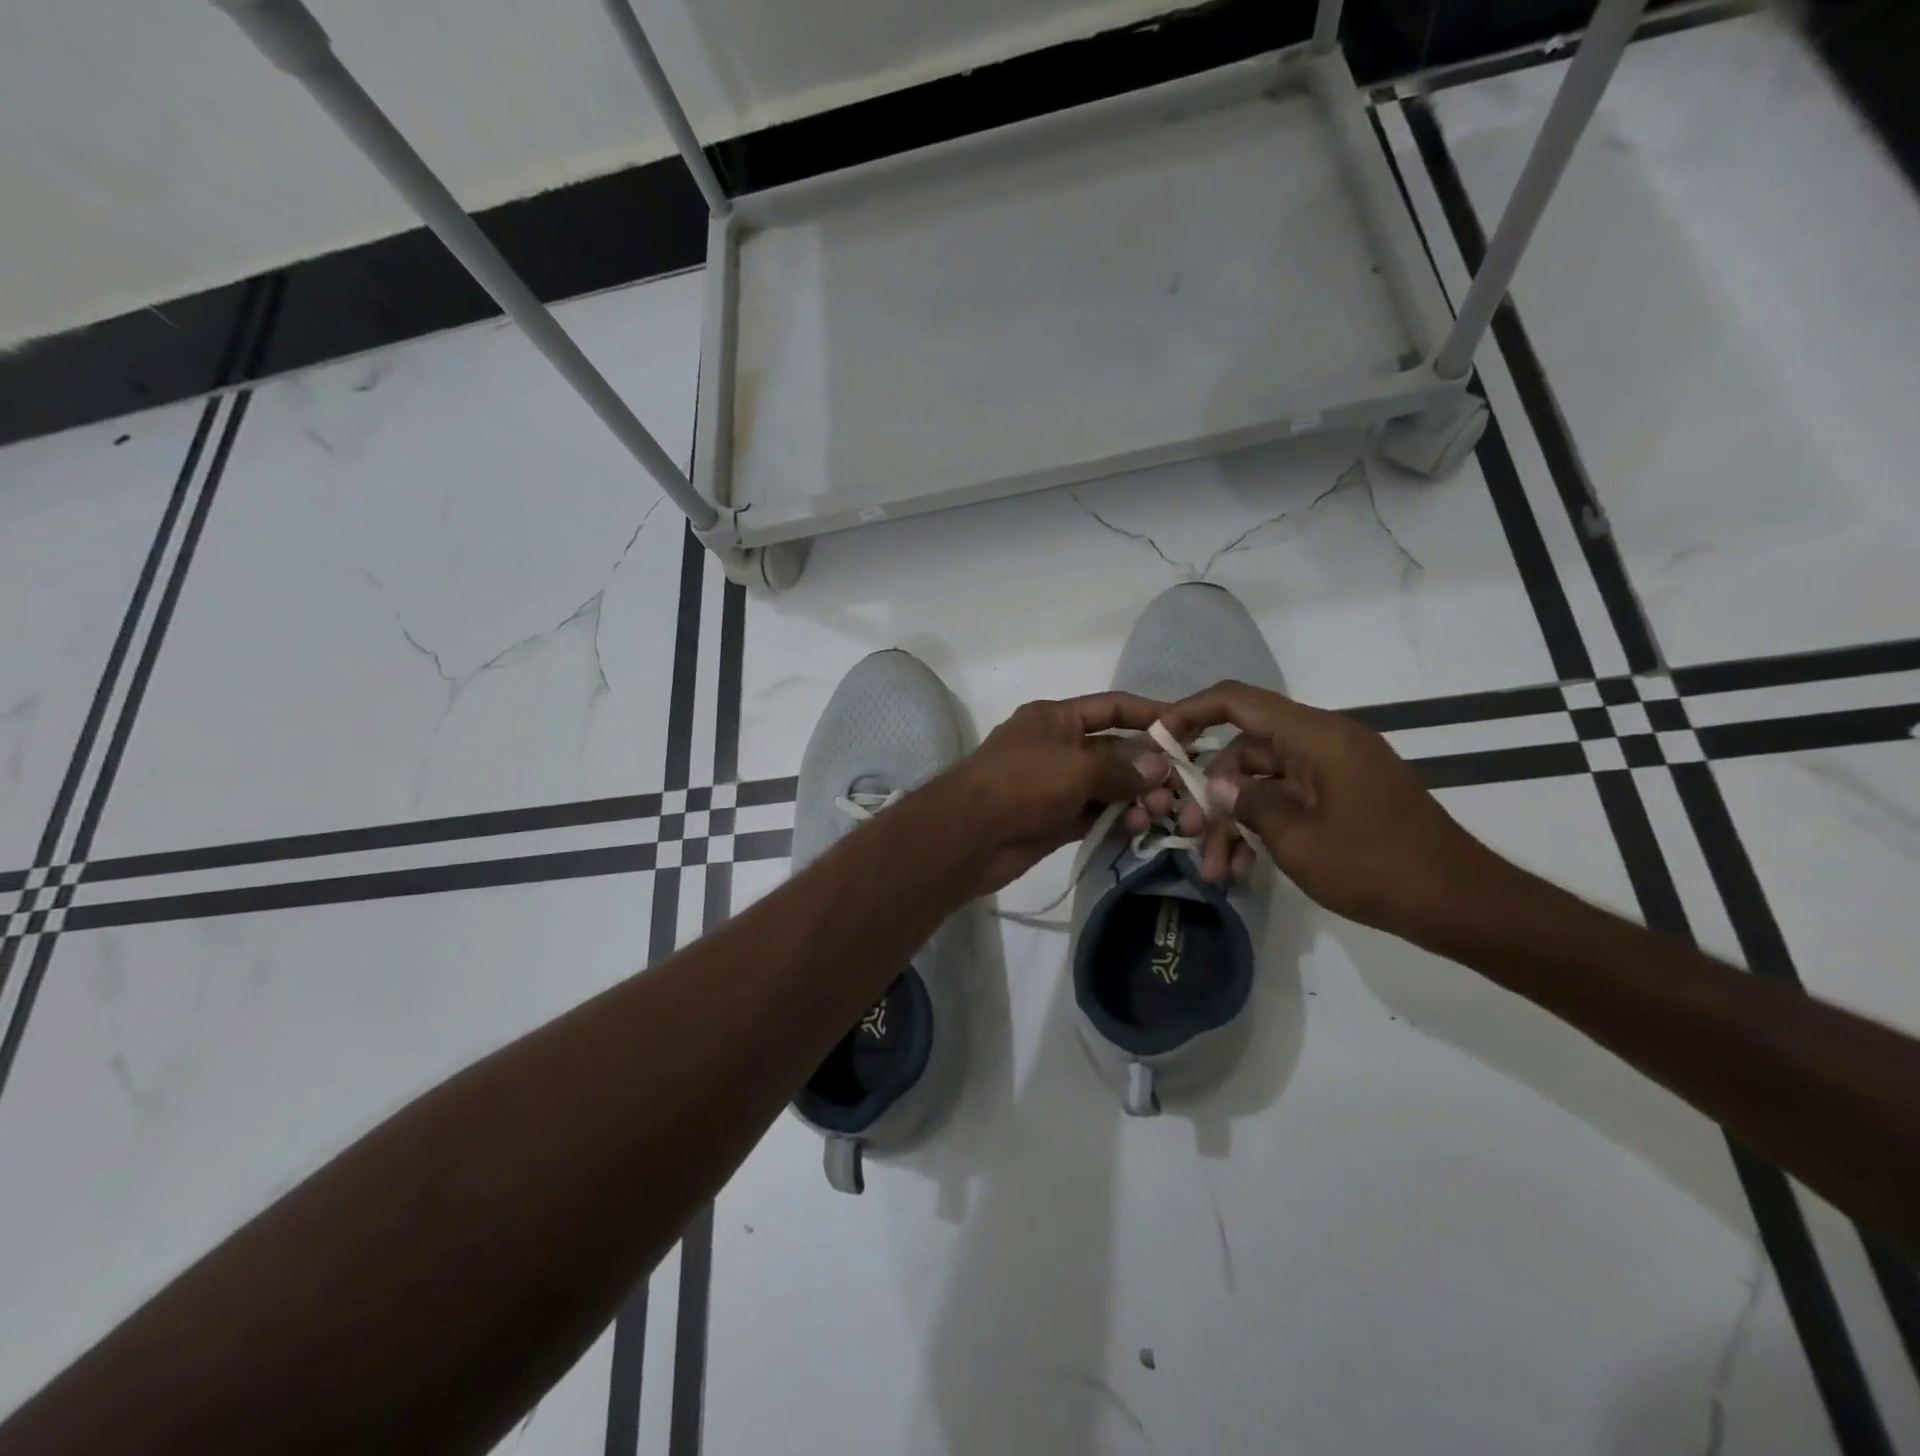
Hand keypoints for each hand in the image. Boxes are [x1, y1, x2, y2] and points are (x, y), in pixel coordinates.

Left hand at [945, 693, 1172, 895]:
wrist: (967, 835)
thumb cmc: (1022, 783)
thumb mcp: (1076, 767)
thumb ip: (1121, 767)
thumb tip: (1159, 766)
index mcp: (1055, 718)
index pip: (1111, 708)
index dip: (1148, 715)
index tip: (1187, 729)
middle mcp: (1057, 748)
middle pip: (1114, 751)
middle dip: (1147, 768)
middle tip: (1177, 789)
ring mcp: (1055, 786)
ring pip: (1107, 788)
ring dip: (1135, 798)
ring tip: (1159, 813)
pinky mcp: (1054, 821)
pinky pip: (1094, 816)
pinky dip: (1116, 821)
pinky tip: (1139, 829)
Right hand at [1160, 681, 1504, 939]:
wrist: (1460, 903)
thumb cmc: (1375, 865)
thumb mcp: (1297, 839)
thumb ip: (1249, 804)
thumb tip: (1220, 788)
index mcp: (1315, 737)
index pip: (1238, 702)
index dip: (1191, 713)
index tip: (1158, 739)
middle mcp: (1324, 743)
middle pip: (1246, 751)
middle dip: (1211, 793)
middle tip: (1187, 834)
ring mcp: (1335, 772)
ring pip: (1263, 783)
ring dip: (1235, 822)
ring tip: (1216, 869)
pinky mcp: (1344, 798)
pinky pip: (1289, 800)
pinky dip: (1265, 827)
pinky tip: (1244, 867)